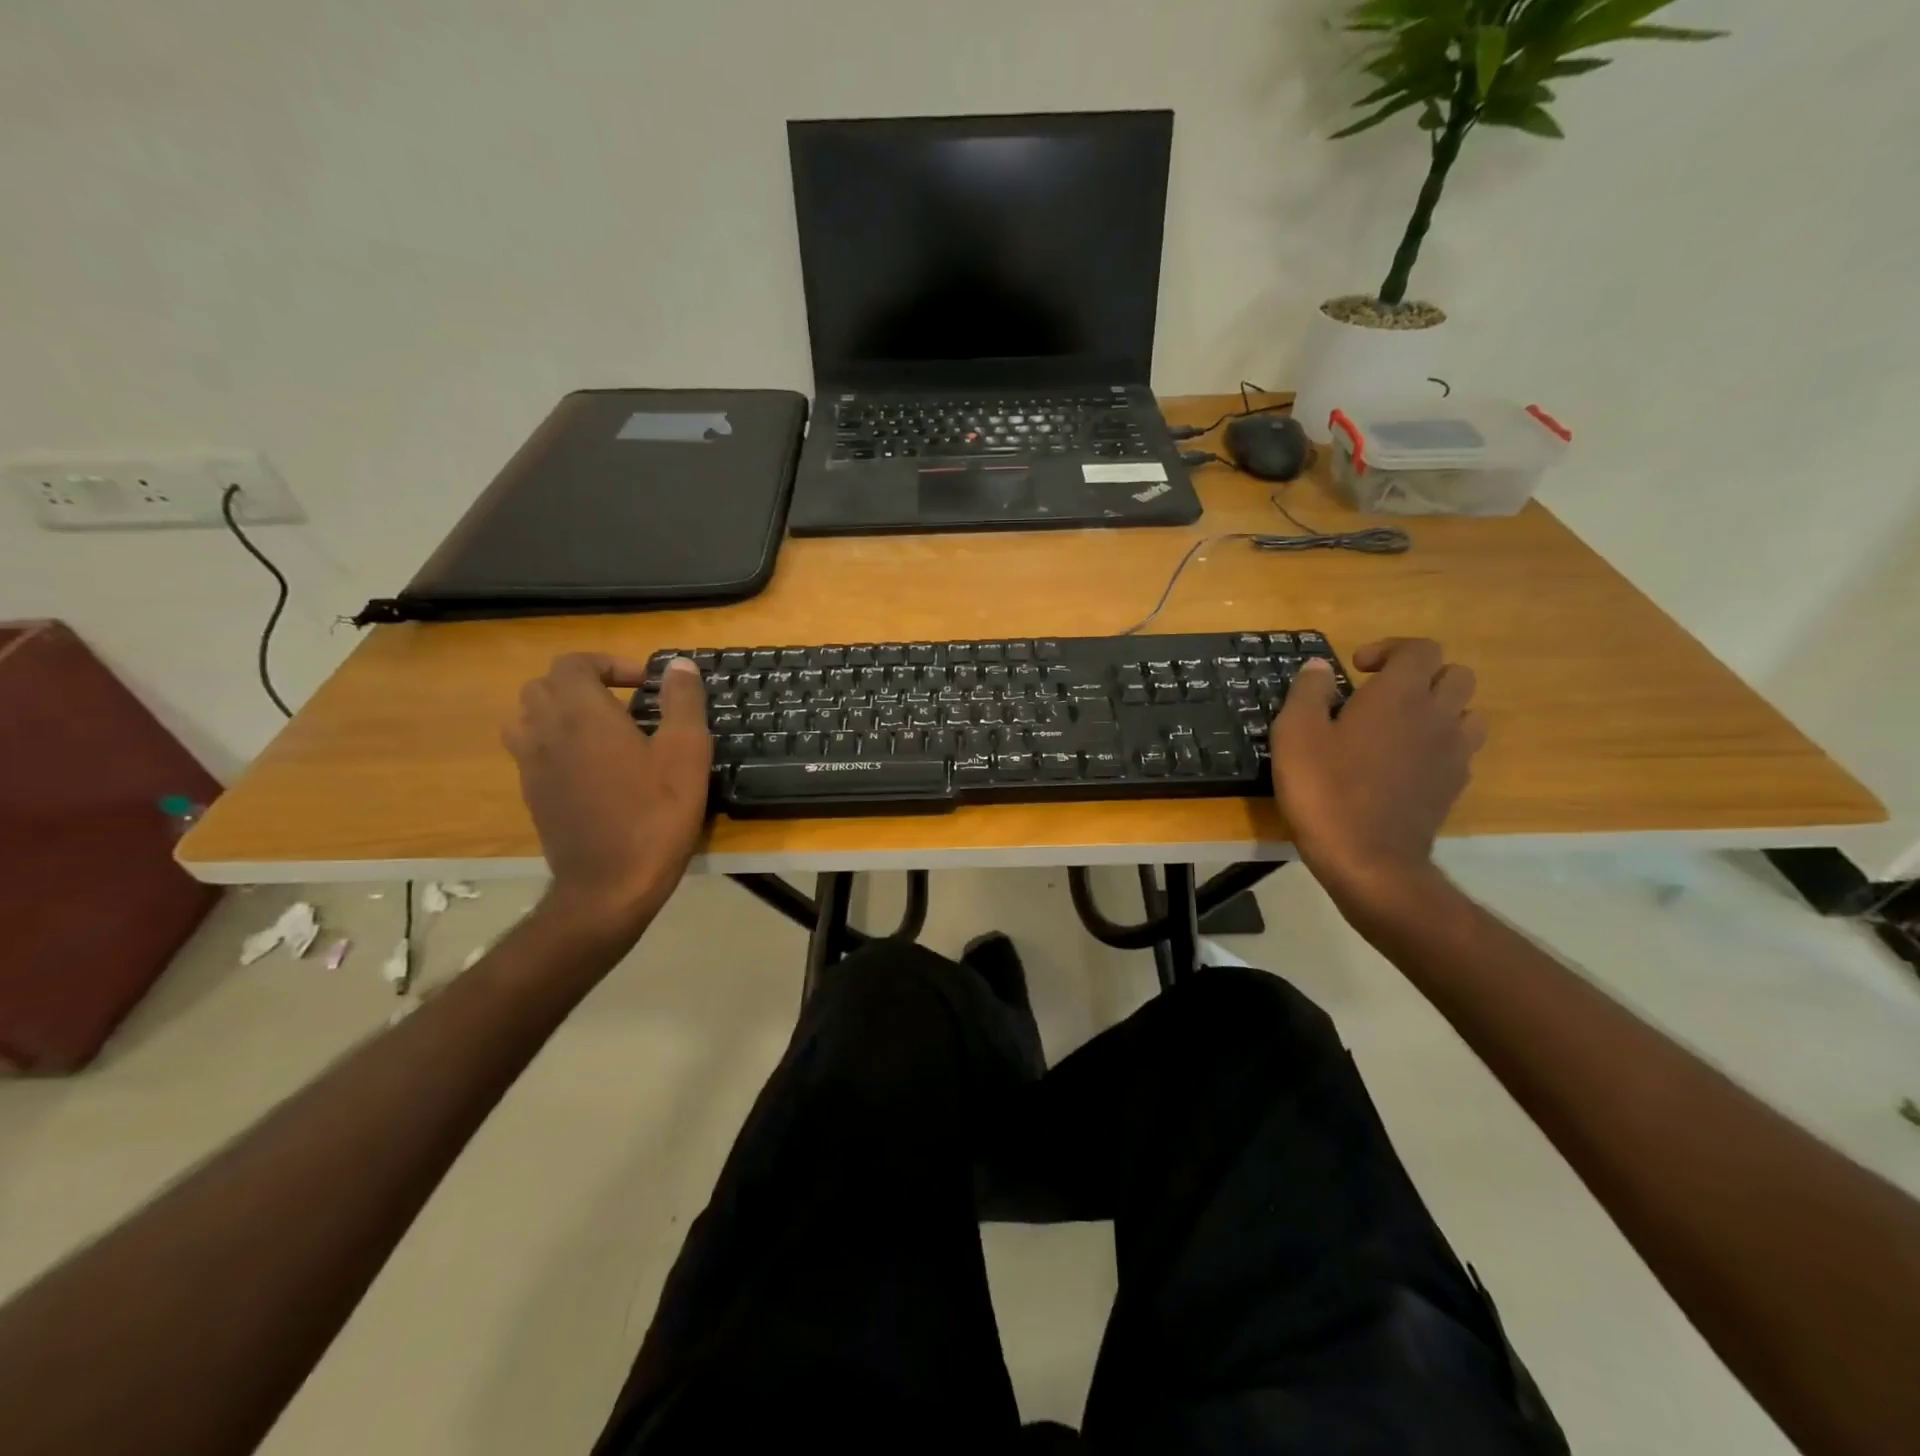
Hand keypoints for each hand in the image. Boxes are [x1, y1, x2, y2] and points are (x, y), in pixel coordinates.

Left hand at [504, 653, 710, 941]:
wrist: (609, 885)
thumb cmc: (655, 814)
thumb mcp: (686, 753)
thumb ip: (683, 702)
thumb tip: (680, 666)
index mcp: (582, 714)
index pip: (574, 663)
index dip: (608, 663)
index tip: (644, 684)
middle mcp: (546, 731)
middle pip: (545, 685)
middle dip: (584, 683)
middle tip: (624, 702)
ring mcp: (532, 765)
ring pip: (529, 717)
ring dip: (561, 711)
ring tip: (600, 729)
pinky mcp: (532, 794)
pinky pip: (531, 751)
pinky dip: (555, 743)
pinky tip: (592, 767)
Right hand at [1272, 638, 1485, 907]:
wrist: (1368, 859)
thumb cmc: (1325, 790)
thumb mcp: (1295, 735)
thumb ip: (1308, 692)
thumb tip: (1319, 667)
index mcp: (1399, 695)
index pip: (1420, 649)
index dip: (1390, 649)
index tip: (1358, 670)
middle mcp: (1437, 715)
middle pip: (1455, 674)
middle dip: (1422, 675)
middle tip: (1382, 694)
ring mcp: (1453, 752)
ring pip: (1468, 711)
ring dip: (1440, 709)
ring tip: (1402, 726)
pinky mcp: (1455, 785)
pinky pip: (1461, 749)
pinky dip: (1440, 744)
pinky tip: (1406, 763)